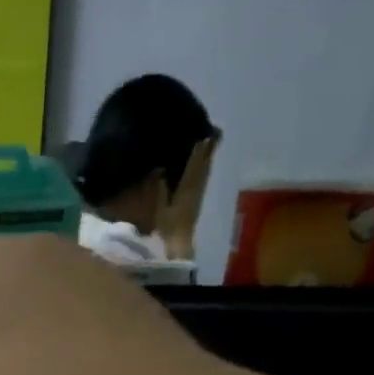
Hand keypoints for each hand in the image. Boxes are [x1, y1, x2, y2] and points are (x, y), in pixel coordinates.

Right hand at [154, 132, 220, 259]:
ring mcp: (199, 193)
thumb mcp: (161, 208)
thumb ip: (160, 189)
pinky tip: (208, 162)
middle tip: (214, 131)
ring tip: (213, 140)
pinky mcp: (199, 198)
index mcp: (186, 188)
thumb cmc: (168, 226)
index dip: (198, 150)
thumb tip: (159, 170)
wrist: (181, 243)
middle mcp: (196, 187)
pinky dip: (207, 166)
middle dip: (208, 148)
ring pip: (206, 170)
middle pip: (204, 164)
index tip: (201, 134)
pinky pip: (205, 177)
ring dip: (209, 155)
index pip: (193, 165)